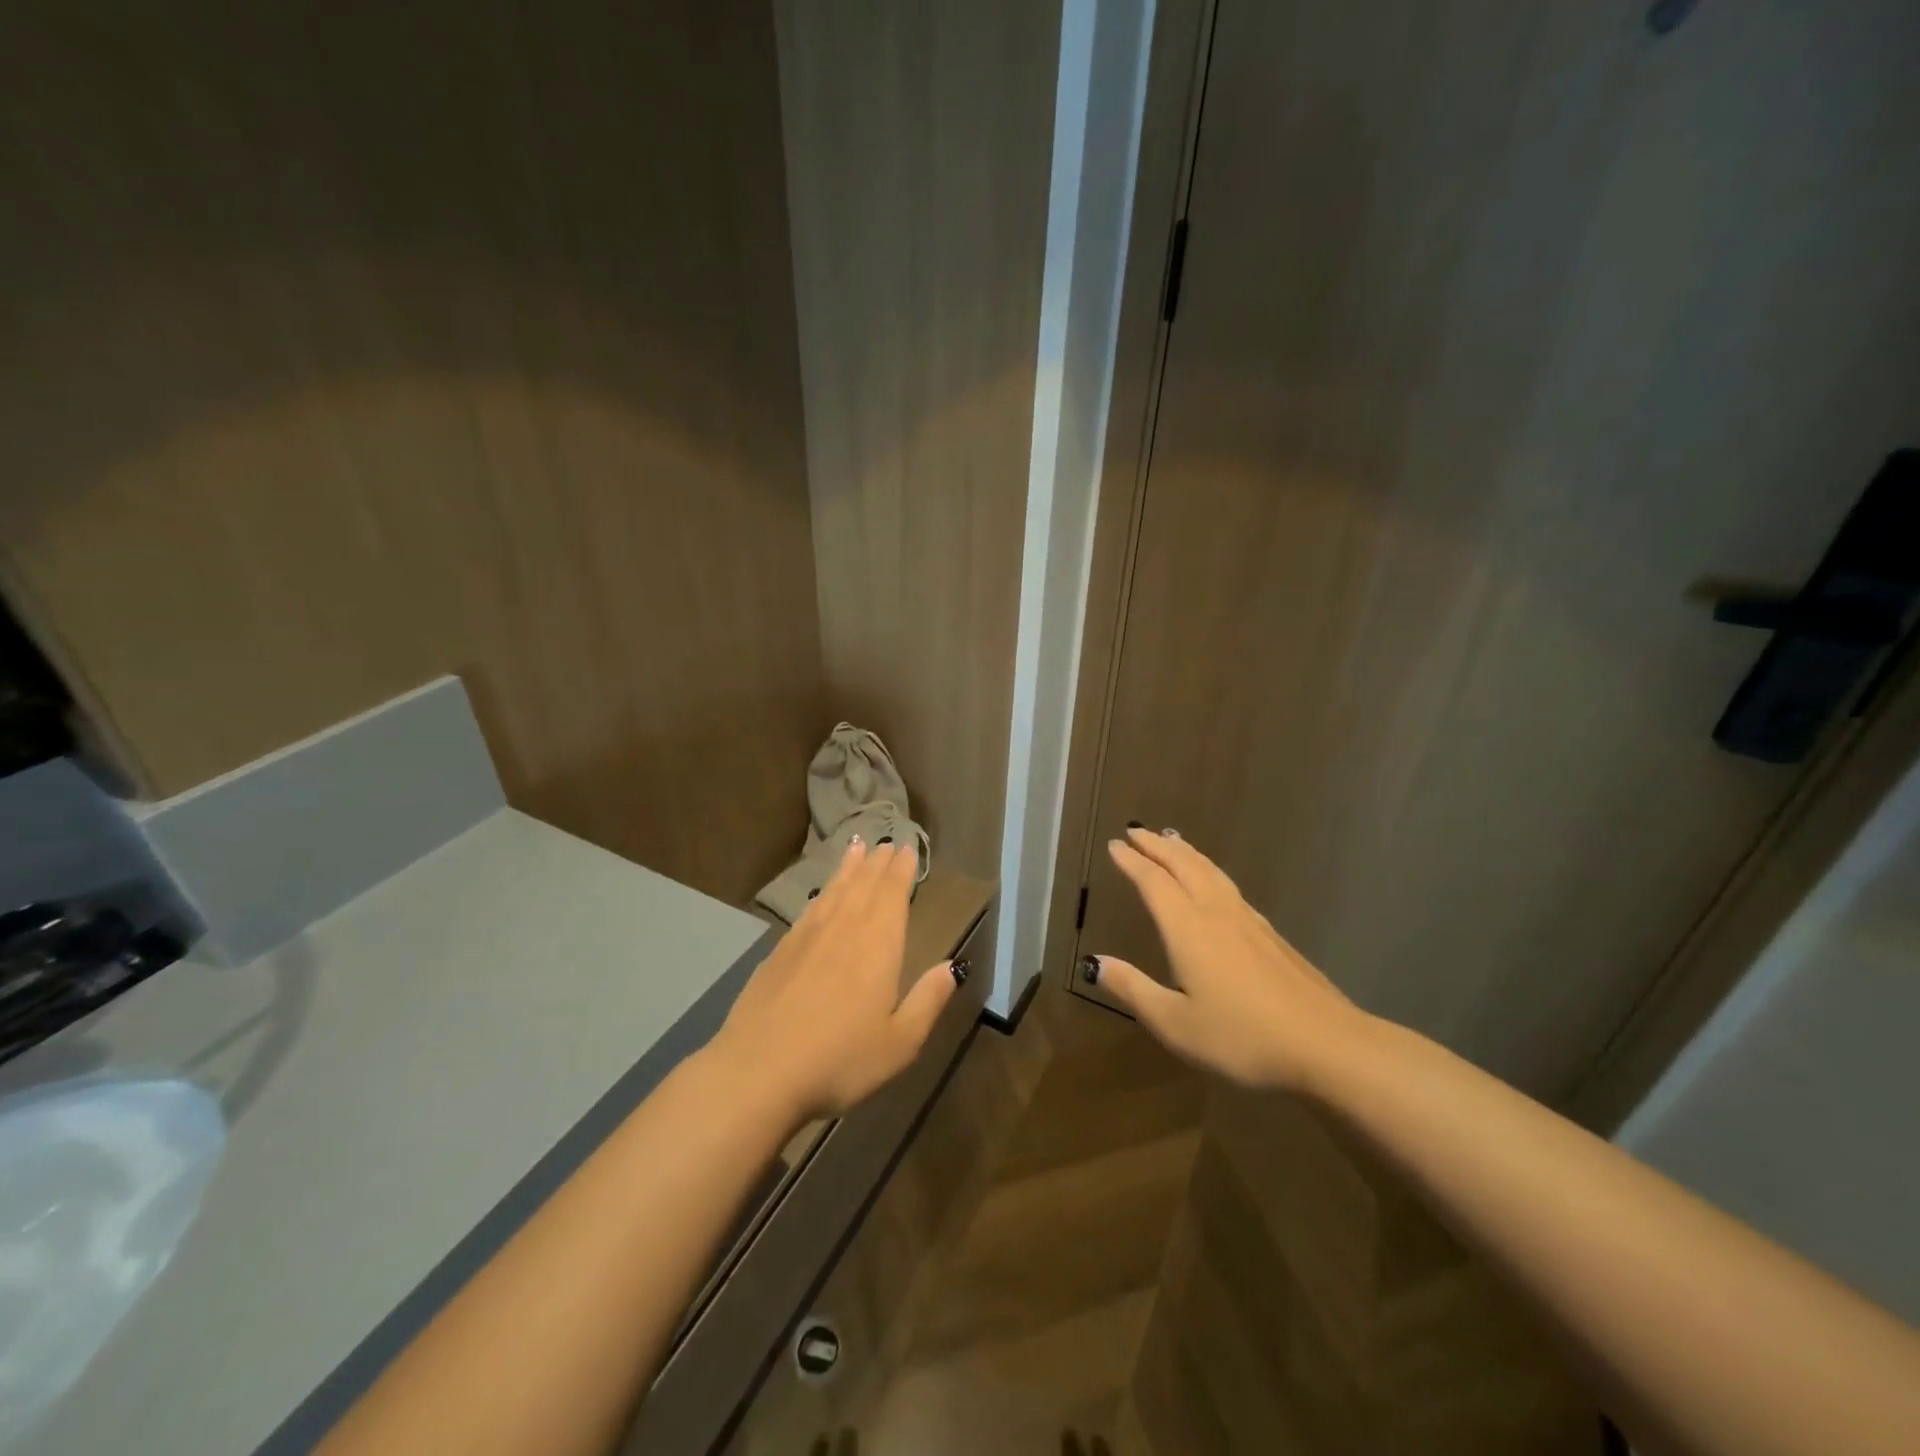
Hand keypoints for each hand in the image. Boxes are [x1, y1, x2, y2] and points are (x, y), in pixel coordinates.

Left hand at [708, 840, 957, 1121]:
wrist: (758, 1072)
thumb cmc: (840, 1060)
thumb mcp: (900, 1042)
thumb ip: (928, 1000)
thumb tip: (952, 966)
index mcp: (878, 946)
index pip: (893, 895)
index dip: (901, 870)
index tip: (906, 849)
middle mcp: (844, 930)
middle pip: (864, 886)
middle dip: (877, 863)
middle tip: (885, 842)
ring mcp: (807, 937)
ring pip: (834, 891)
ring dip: (848, 869)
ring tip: (856, 848)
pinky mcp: (779, 952)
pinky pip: (808, 910)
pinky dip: (820, 893)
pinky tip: (821, 895)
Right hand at [1090, 827, 1371, 1093]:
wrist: (1326, 1045)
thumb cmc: (1242, 1037)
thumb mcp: (1175, 1023)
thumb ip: (1133, 989)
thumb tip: (1094, 962)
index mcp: (1188, 928)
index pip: (1153, 882)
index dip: (1132, 861)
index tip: (1114, 844)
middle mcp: (1217, 913)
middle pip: (1184, 865)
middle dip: (1157, 846)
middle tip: (1136, 831)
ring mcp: (1249, 921)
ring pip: (1211, 872)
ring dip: (1186, 853)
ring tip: (1172, 841)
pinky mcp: (1272, 936)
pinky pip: (1230, 887)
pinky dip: (1210, 871)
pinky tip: (1215, 885)